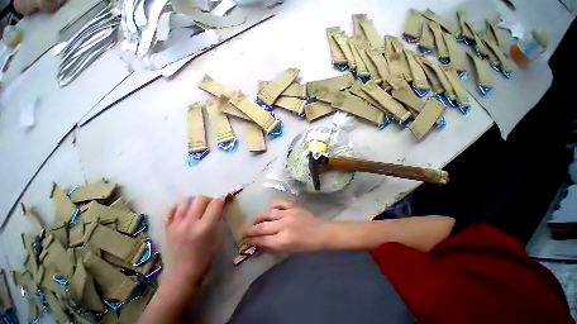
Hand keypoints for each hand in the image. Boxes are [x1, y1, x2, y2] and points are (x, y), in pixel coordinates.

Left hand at [162, 196, 223, 296]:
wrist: (181, 276)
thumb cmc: (204, 260)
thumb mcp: (217, 240)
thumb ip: (218, 221)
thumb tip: (219, 208)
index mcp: (205, 227)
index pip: (216, 203)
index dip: (222, 200)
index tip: (224, 201)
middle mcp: (189, 223)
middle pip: (201, 198)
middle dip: (209, 199)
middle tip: (211, 206)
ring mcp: (176, 224)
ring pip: (185, 200)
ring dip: (195, 201)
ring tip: (197, 208)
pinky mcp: (166, 227)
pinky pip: (172, 209)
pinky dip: (179, 207)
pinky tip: (184, 212)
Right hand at [245, 202, 329, 252]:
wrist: (321, 232)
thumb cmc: (307, 245)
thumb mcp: (290, 250)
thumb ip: (274, 247)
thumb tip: (259, 244)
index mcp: (284, 240)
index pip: (263, 240)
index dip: (252, 240)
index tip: (246, 239)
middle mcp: (284, 226)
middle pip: (263, 227)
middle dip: (252, 229)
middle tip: (245, 230)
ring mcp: (289, 214)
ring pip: (269, 214)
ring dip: (260, 217)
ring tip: (254, 219)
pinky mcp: (293, 206)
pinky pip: (280, 204)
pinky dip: (273, 205)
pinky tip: (270, 208)